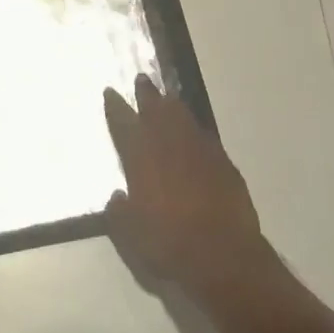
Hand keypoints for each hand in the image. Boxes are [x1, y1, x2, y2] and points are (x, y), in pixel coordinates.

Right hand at [102, 76, 267, 303]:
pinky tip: (194, 130)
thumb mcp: (131, 235)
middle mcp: (169, 145)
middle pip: (156, 110)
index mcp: (141, 158)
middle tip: (141, 79)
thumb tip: (117, 197)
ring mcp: (199, 150)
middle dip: (146, 94)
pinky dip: (195, 129)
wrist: (223, 254)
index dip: (116, 107)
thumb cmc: (169, 243)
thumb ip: (119, 213)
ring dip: (172, 105)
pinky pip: (204, 136)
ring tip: (166, 96)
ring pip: (182, 117)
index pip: (124, 124)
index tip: (110, 92)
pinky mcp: (223, 162)